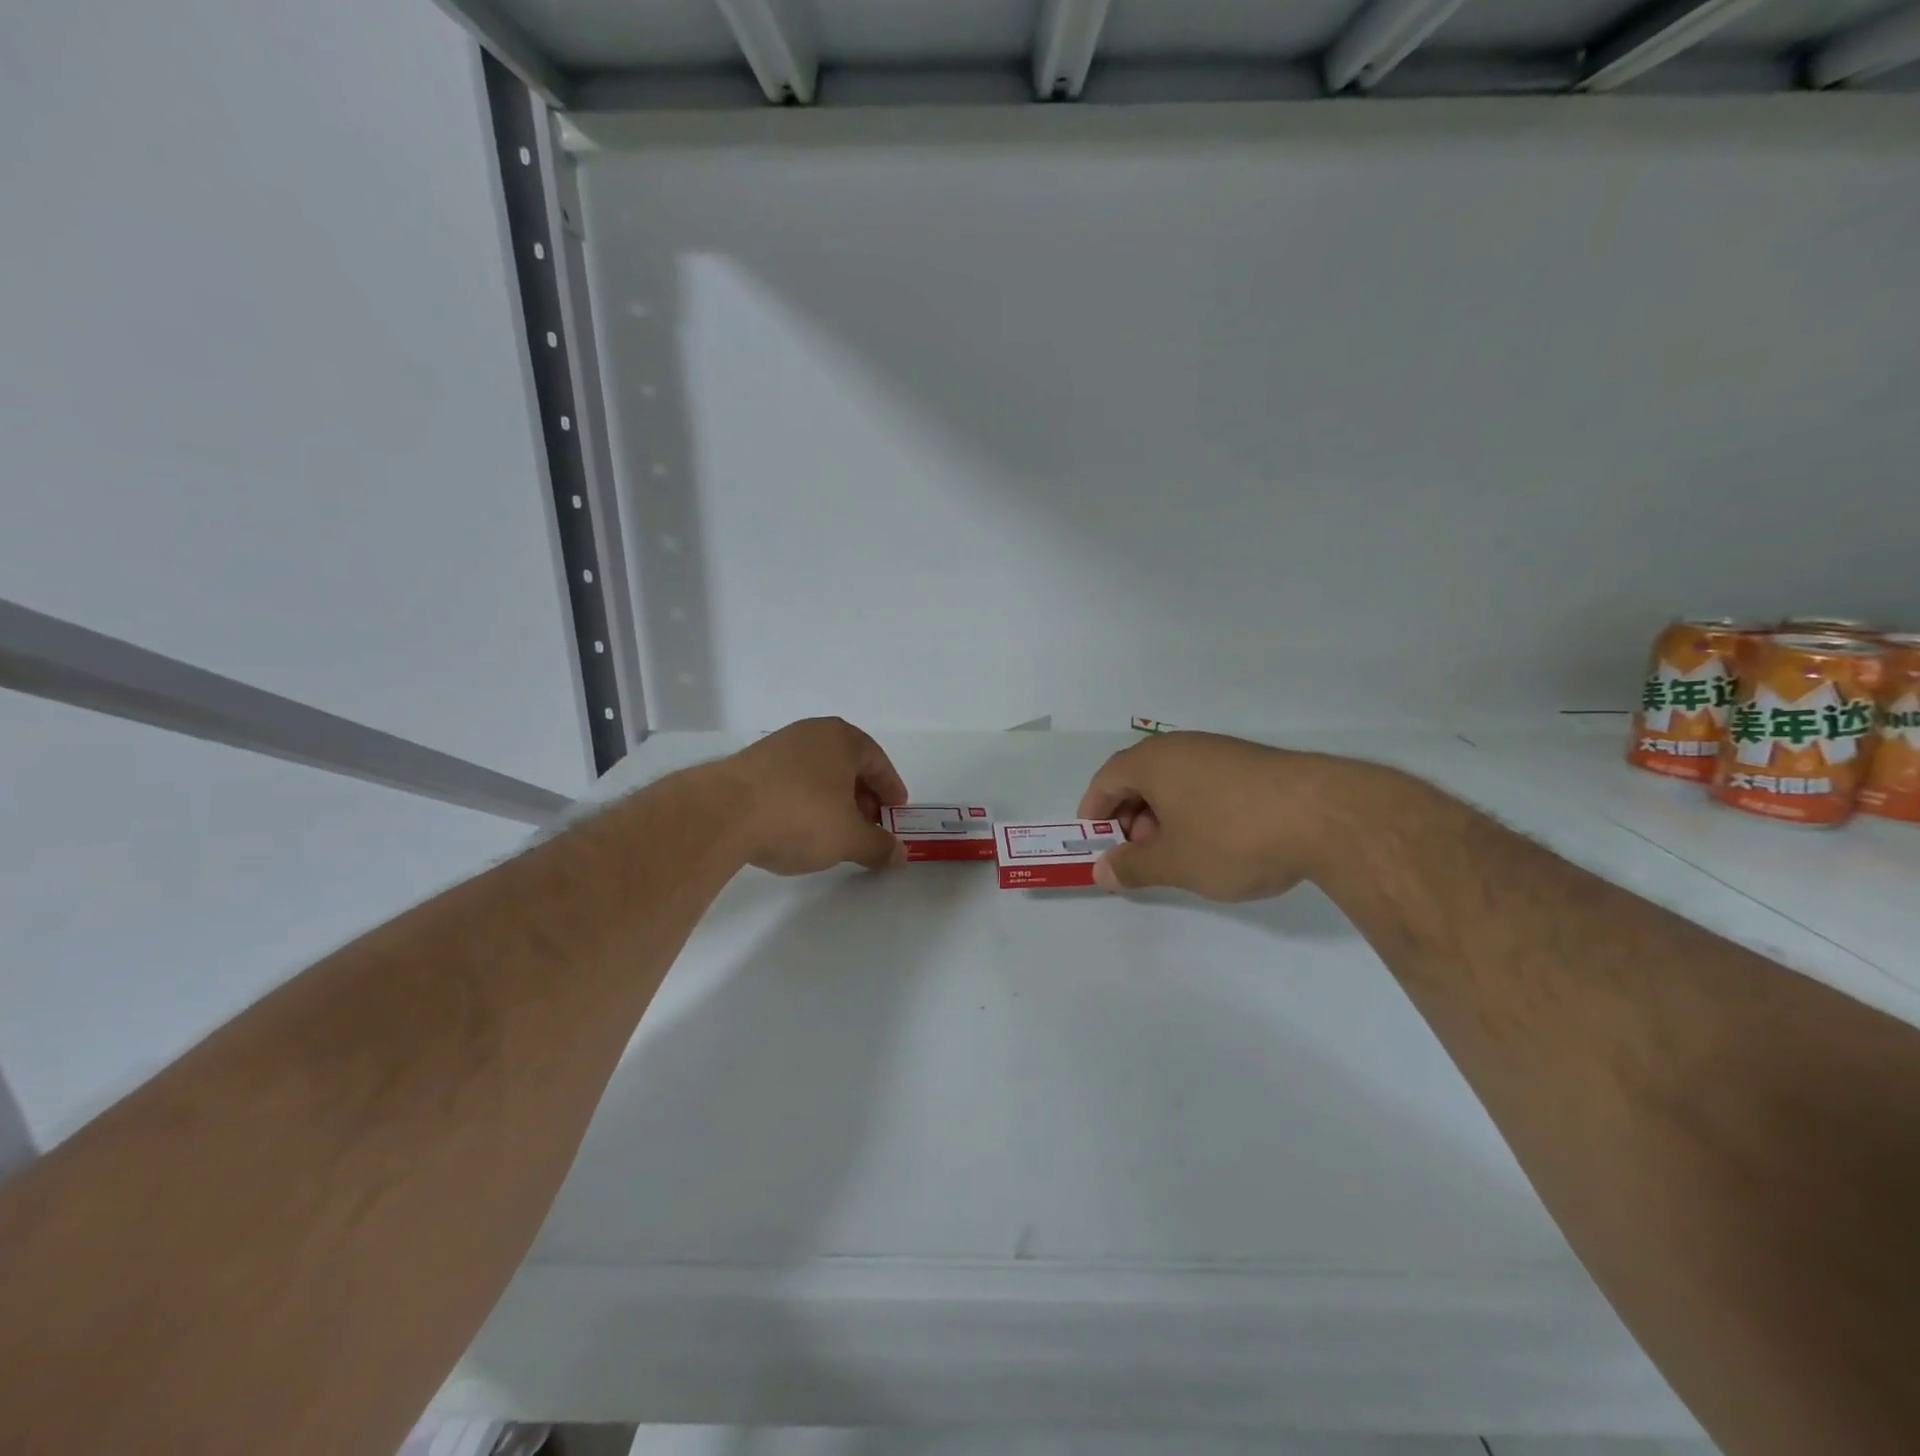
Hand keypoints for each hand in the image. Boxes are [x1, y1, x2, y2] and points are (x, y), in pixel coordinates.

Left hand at [722, 717, 909, 874]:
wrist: (721, 815)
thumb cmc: (799, 816)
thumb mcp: (848, 838)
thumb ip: (878, 846)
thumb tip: (900, 855)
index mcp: (842, 739)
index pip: (878, 761)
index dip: (891, 789)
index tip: (896, 812)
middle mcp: (811, 734)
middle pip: (848, 765)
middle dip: (862, 796)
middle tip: (868, 826)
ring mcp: (777, 746)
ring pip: (818, 772)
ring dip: (832, 799)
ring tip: (834, 831)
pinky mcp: (749, 765)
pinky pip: (791, 780)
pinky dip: (804, 800)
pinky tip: (799, 827)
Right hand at [1077, 732, 1357, 900]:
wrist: (1328, 816)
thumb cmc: (1233, 837)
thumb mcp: (1175, 862)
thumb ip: (1133, 867)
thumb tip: (1101, 869)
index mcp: (1153, 762)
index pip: (1107, 779)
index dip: (1094, 810)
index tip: (1096, 841)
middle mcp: (1183, 747)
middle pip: (1139, 777)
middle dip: (1130, 817)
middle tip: (1139, 853)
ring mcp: (1220, 751)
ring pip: (1175, 780)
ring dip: (1163, 814)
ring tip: (1178, 851)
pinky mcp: (1252, 763)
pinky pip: (1204, 781)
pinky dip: (1194, 808)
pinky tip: (1216, 839)